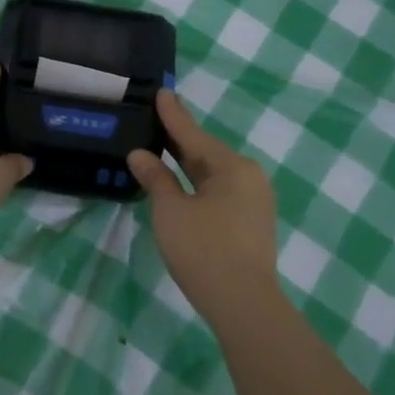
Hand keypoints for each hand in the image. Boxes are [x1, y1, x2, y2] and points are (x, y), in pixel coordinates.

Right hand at [128, 90, 281, 313]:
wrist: (243, 303)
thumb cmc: (203, 250)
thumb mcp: (171, 211)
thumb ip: (156, 179)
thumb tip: (140, 154)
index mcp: (232, 167)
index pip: (194, 135)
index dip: (173, 115)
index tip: (162, 92)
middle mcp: (249, 177)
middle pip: (206, 153)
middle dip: (180, 139)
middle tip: (157, 118)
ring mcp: (255, 201)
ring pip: (214, 174)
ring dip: (188, 164)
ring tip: (163, 148)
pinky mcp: (252, 222)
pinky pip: (220, 192)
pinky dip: (198, 184)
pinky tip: (182, 183)